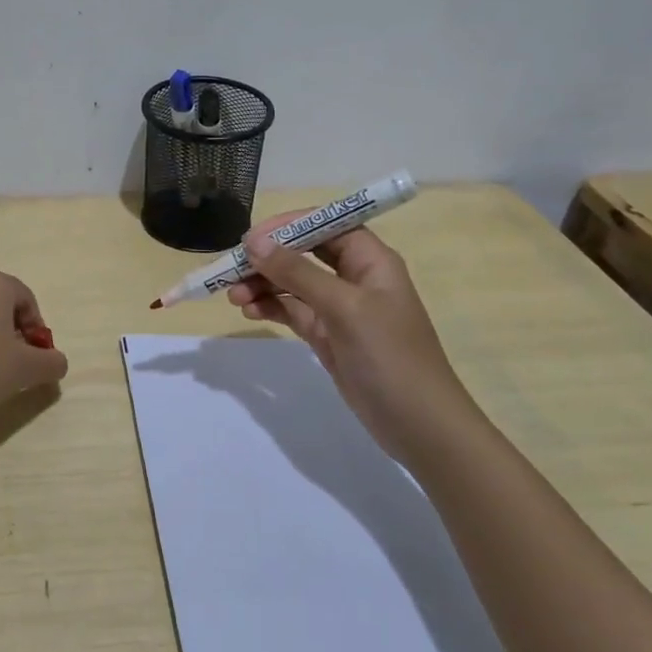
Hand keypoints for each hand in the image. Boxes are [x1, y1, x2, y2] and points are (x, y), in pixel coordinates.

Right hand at [226, 218, 474, 456]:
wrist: (420, 427)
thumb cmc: (390, 357)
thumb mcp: (344, 308)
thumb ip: (298, 272)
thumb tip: (255, 242)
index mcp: (371, 260)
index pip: (325, 225)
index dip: (288, 226)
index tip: (250, 239)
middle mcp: (354, 278)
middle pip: (304, 252)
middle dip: (268, 258)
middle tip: (231, 270)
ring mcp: (340, 308)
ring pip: (293, 282)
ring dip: (263, 284)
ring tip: (233, 297)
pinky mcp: (327, 335)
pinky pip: (292, 310)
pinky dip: (270, 307)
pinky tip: (249, 311)